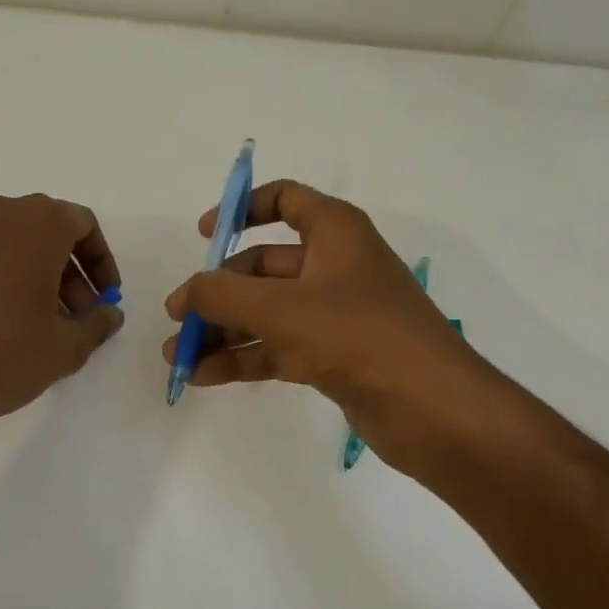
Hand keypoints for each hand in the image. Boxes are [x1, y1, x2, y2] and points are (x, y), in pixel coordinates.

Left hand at [0, 190, 124, 452]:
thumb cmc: (2, 356)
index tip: (104, 297)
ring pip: (4, 243)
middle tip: (73, 316)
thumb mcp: (65, 347)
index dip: (100, 262)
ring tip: (34, 324)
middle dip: (65, 272)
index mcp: (33, 222)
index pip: (81, 224)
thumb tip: (108, 314)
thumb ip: (96, 324)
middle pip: (41, 231)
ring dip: (27, 275)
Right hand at [162, 180, 496, 471]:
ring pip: (266, 312)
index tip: (204, 235)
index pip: (285, 199)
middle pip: (263, 266)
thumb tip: (187, 293)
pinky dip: (243, 358)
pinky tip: (204, 378)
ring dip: (223, 330)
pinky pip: (277, 348)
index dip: (242, 209)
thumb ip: (222, 294)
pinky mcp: (334, 356)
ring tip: (177, 356)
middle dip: (217, 290)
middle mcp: (335, 266)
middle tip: (178, 317)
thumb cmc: (357, 335)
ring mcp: (335, 314)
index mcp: (334, 232)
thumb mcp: (280, 308)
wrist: (432, 408)